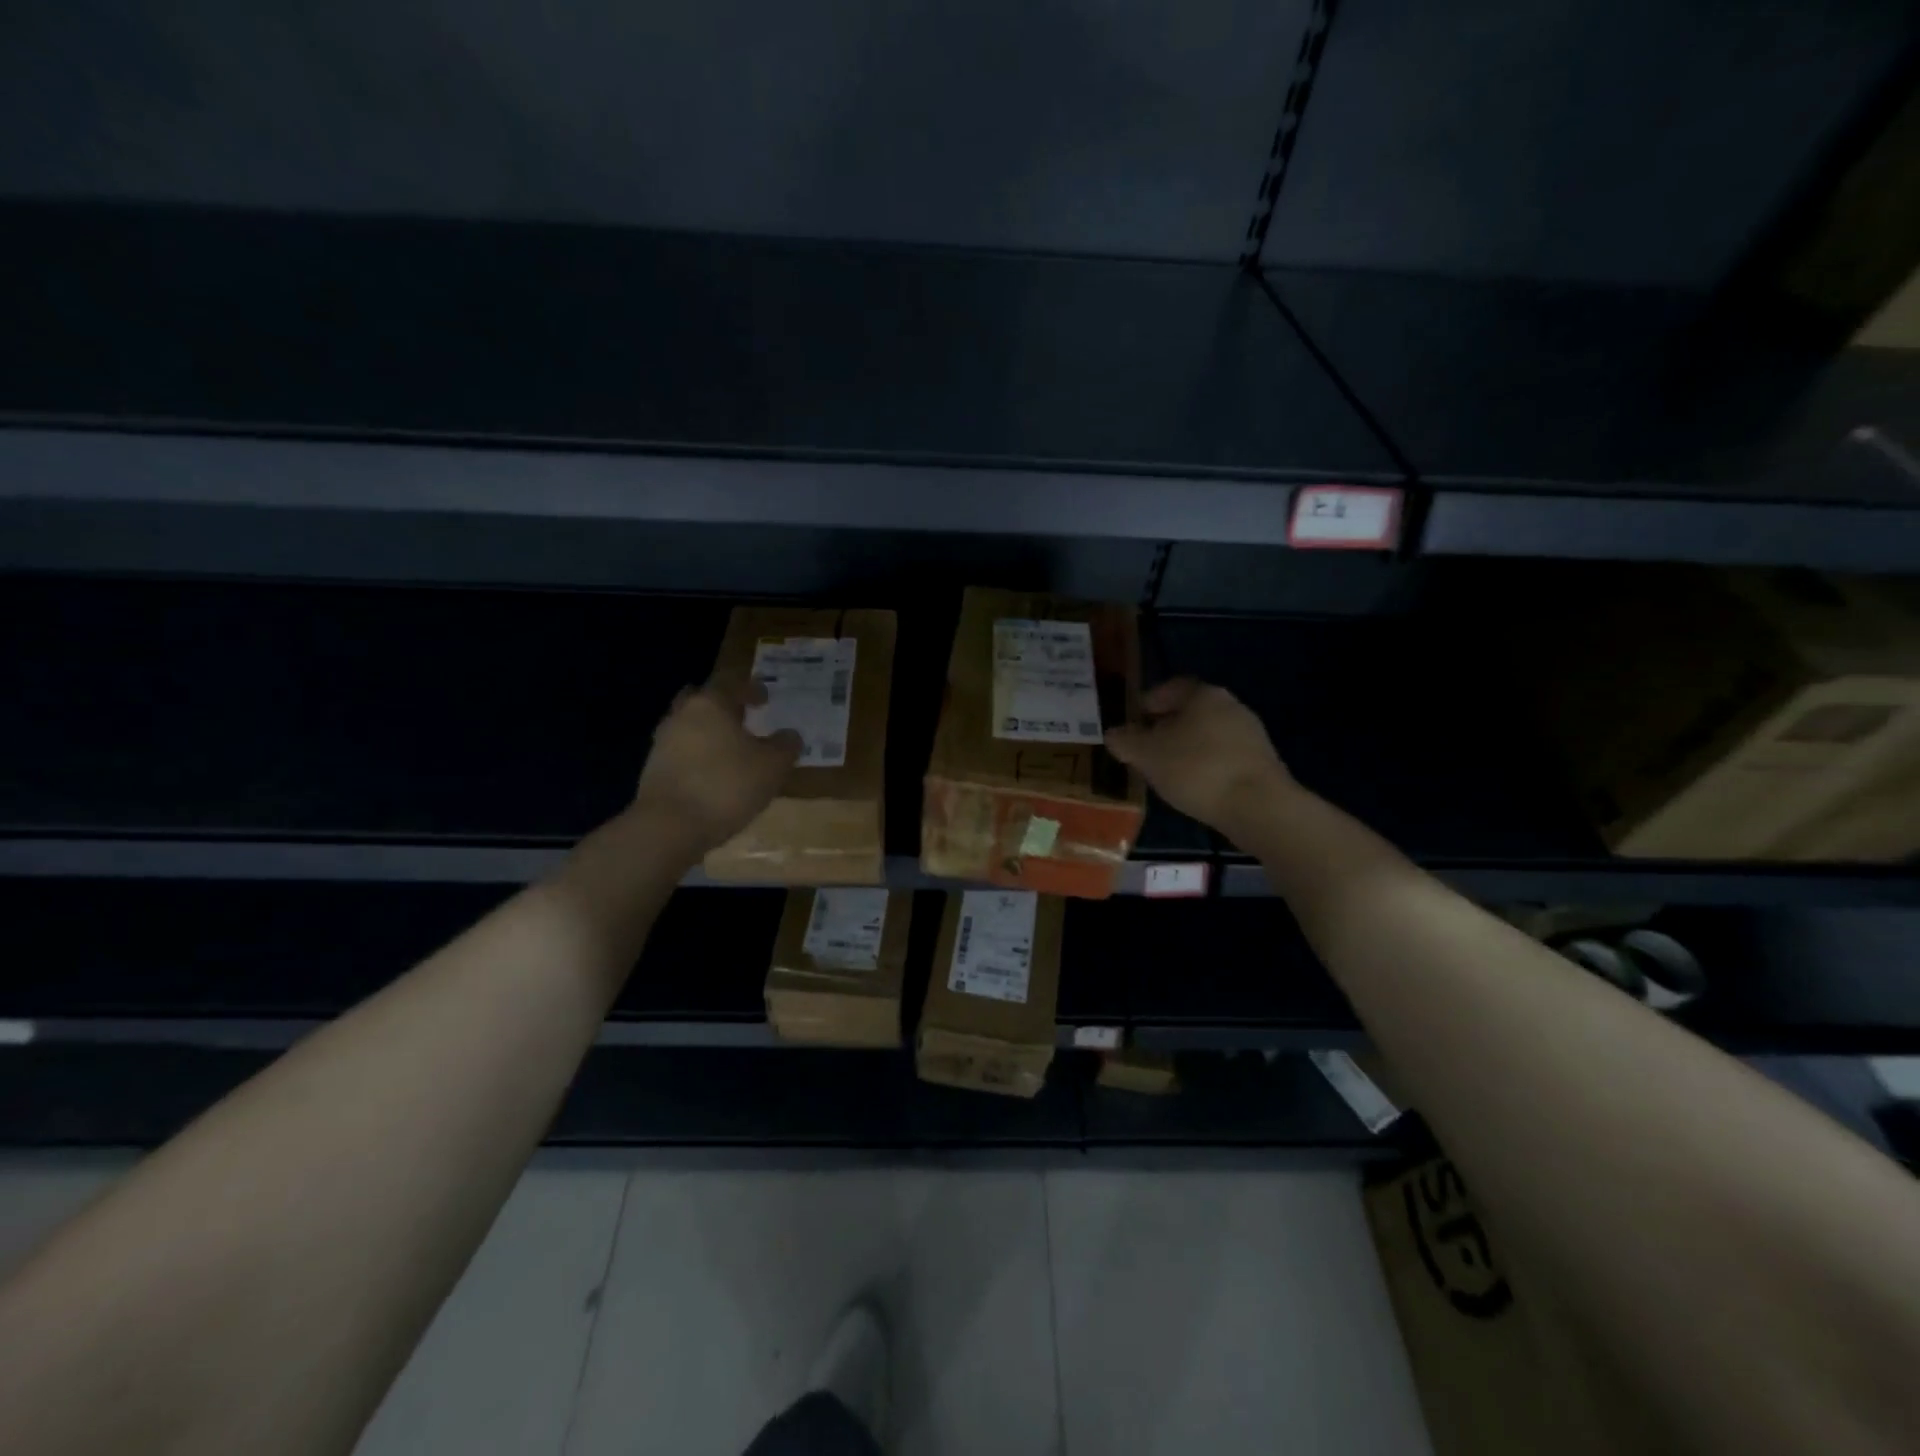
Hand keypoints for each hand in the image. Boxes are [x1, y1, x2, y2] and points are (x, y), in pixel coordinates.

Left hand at [632, 683, 801, 853]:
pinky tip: (714, 775)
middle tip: (742, 717)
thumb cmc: (726, 785)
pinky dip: (698, 756)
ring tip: (731, 750)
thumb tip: (790, 735)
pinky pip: (681, 753)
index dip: (751, 689)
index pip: (731, 684)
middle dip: (722, 706)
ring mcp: (662, 743)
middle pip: (702, 700)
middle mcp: (682, 716)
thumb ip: (785, 746)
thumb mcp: (772, 766)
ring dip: (708, 733)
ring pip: (689, 727)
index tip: (765, 698)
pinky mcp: (654, 770)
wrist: (669, 826)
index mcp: (710, 705)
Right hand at [1104, 678, 1295, 837]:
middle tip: (1144, 749)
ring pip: (1207, 735)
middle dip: (1165, 728)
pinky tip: (1193, 787)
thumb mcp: (1147, 755)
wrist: (1258, 807)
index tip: (1132, 723)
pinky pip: (1222, 757)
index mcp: (1204, 694)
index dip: (1147, 703)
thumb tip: (1113, 734)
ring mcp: (1250, 734)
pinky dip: (1205, 766)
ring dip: (1185, 749)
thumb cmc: (1196, 769)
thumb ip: (1126, 741)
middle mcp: (1231, 706)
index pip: (1170, 688)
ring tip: (1165, 772)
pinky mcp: (1261, 763)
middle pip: (1190, 711)